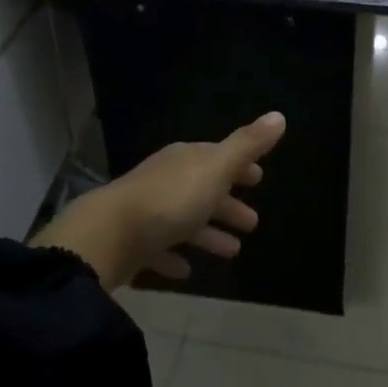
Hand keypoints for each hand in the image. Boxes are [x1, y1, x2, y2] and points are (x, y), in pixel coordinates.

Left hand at [31, 113, 286, 290]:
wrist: (109, 235)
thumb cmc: (171, 200)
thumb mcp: (216, 169)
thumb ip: (247, 145)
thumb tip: (278, 115)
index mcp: (185, 160)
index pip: (217, 157)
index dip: (240, 167)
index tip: (259, 178)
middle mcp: (165, 180)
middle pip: (202, 189)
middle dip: (228, 203)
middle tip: (253, 223)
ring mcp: (146, 212)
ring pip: (184, 221)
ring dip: (208, 234)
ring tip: (234, 251)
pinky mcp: (132, 244)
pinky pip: (160, 249)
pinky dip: (175, 256)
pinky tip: (187, 271)